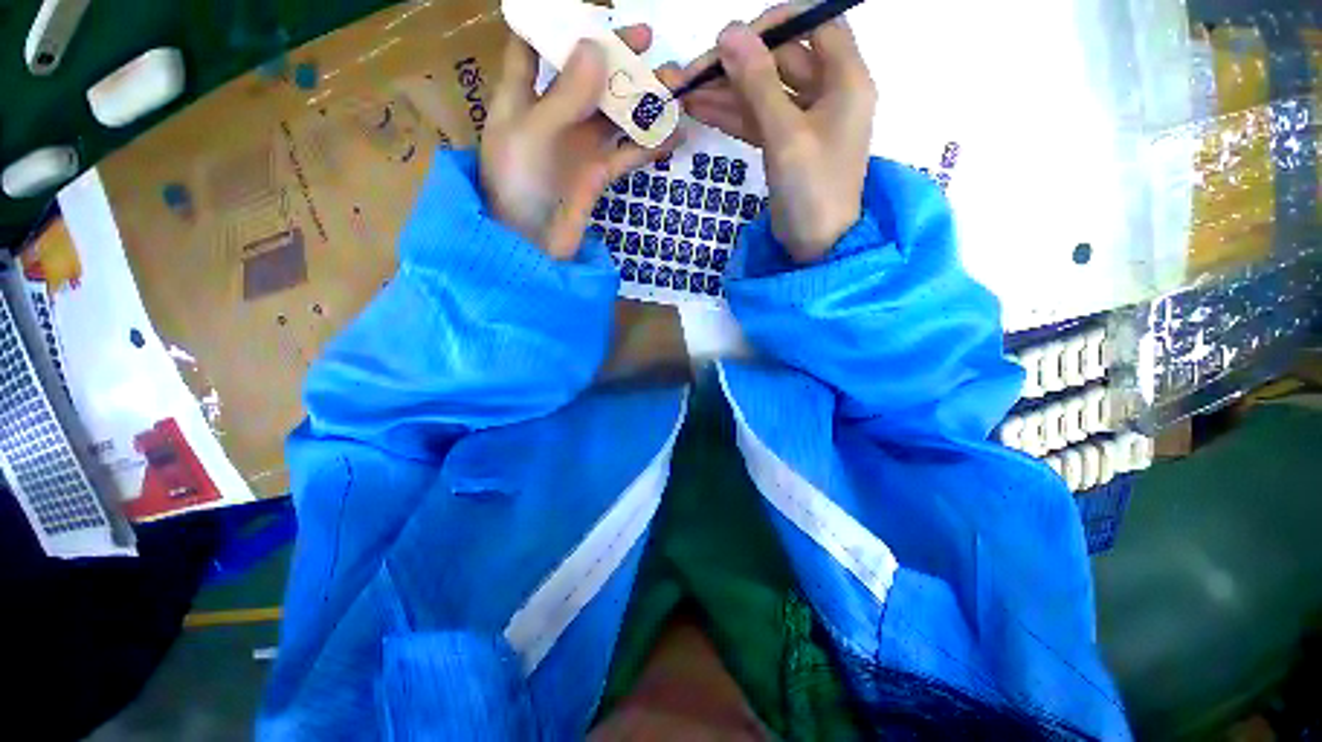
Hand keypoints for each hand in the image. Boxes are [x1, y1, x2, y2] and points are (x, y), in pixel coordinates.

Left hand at [482, 26, 679, 258]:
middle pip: (586, 76)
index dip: (554, 24)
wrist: (531, 249)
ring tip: (675, 85)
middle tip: (650, 42)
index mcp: (522, 97)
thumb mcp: (533, 135)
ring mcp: (579, 147)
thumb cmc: (518, 188)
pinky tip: (675, 134)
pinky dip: (649, 144)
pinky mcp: (598, 174)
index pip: (531, 46)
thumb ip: (565, 95)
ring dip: (642, 99)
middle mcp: (553, 116)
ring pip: (614, 113)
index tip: (590, 12)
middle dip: (616, 57)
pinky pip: (627, 153)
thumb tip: (596, 47)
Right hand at [680, 6, 875, 262]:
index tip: (734, 39)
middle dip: (738, 64)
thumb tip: (729, 33)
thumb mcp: (786, 136)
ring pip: (764, 92)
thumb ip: (758, 83)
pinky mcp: (787, 144)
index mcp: (845, 79)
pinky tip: (700, 110)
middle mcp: (828, 91)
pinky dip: (732, 116)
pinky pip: (758, 119)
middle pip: (781, 59)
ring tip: (686, 92)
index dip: (775, 24)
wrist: (816, 247)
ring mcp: (805, 120)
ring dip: (727, 92)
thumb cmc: (812, 191)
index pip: (814, 23)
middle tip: (694, 73)